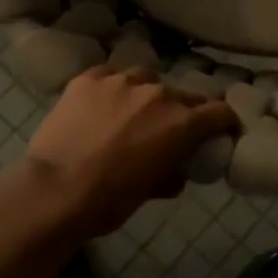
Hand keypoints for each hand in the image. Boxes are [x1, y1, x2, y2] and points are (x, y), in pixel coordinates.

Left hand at [24, 66, 236, 236]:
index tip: (219, 130)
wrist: (54, 191)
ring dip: (145, 94)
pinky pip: (108, 76)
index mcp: (182, 123)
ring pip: (145, 79)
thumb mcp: (149, 193)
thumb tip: (175, 173)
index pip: (220, 111)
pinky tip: (99, 104)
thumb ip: (170, 175)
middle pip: (183, 95)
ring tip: (130, 112)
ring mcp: (122, 81)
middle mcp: (158, 93)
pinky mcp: (89, 78)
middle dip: (182, 110)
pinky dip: (110, 89)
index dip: (223, 121)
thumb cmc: (109, 201)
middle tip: (167, 128)